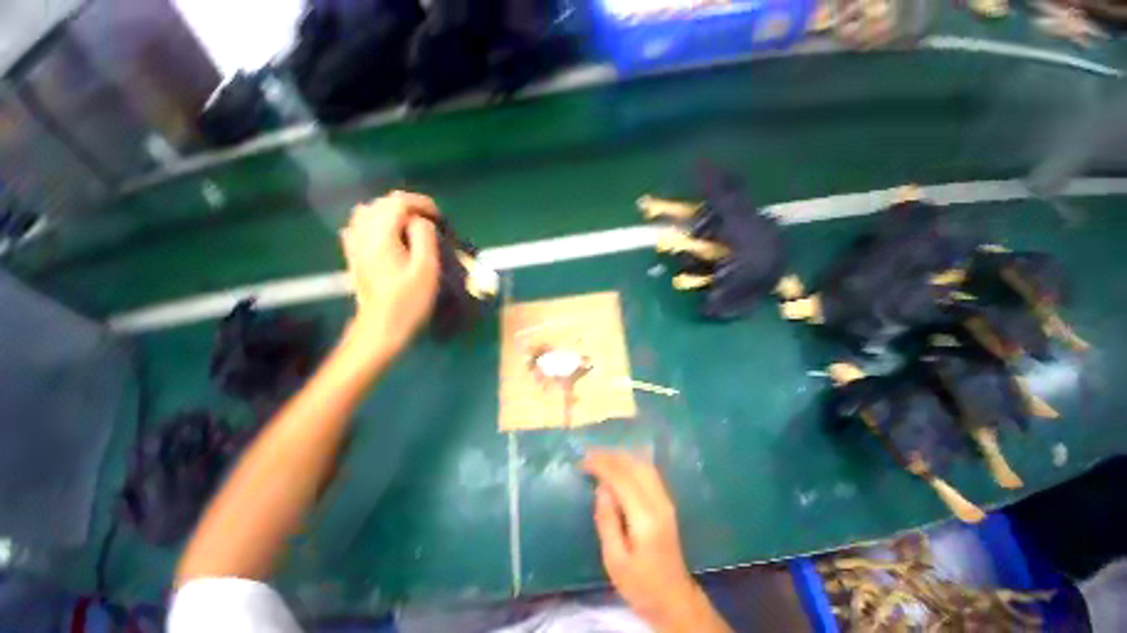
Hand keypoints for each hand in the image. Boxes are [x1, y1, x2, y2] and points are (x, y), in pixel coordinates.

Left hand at [339, 191, 439, 359]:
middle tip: (429, 222)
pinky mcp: (354, 256)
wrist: (381, 327)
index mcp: (381, 236)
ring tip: (410, 225)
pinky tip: (386, 234)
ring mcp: (354, 245)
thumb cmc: (409, 301)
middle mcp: (363, 235)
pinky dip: (375, 222)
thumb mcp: (426, 269)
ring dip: (390, 212)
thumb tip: (420, 221)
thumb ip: (424, 238)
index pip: (398, 202)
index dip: (421, 203)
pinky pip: (358, 226)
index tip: (439, 216)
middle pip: (381, 204)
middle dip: (408, 206)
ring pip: (367, 212)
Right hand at [583, 451, 730, 632]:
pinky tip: (618, 464)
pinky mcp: (666, 502)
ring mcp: (666, 500)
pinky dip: (630, 462)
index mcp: (645, 519)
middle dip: (610, 456)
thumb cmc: (641, 586)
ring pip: (643, 464)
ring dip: (620, 456)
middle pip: (634, 465)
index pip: (622, 478)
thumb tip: (601, 488)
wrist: (675, 599)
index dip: (601, 465)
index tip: (583, 461)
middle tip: (588, 455)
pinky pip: (648, 471)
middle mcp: (659, 503)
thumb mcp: (614, 560)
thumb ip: (606, 520)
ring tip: (600, 456)